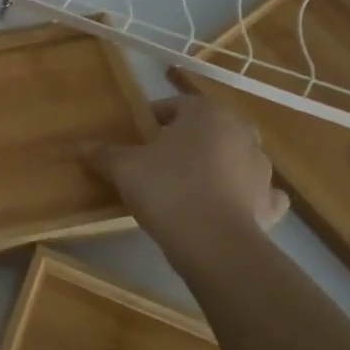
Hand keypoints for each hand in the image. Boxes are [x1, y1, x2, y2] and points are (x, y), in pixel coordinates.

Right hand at [85, 92, 288, 258]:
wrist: (212, 243)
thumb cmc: (167, 189)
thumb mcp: (124, 168)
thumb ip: (103, 154)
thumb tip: (80, 146)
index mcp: (207, 113)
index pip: (175, 106)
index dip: (153, 120)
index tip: (136, 137)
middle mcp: (241, 132)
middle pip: (208, 129)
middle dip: (188, 140)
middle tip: (160, 159)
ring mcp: (261, 168)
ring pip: (235, 157)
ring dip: (216, 165)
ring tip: (187, 185)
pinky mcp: (270, 203)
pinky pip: (258, 192)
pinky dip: (246, 195)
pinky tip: (229, 205)